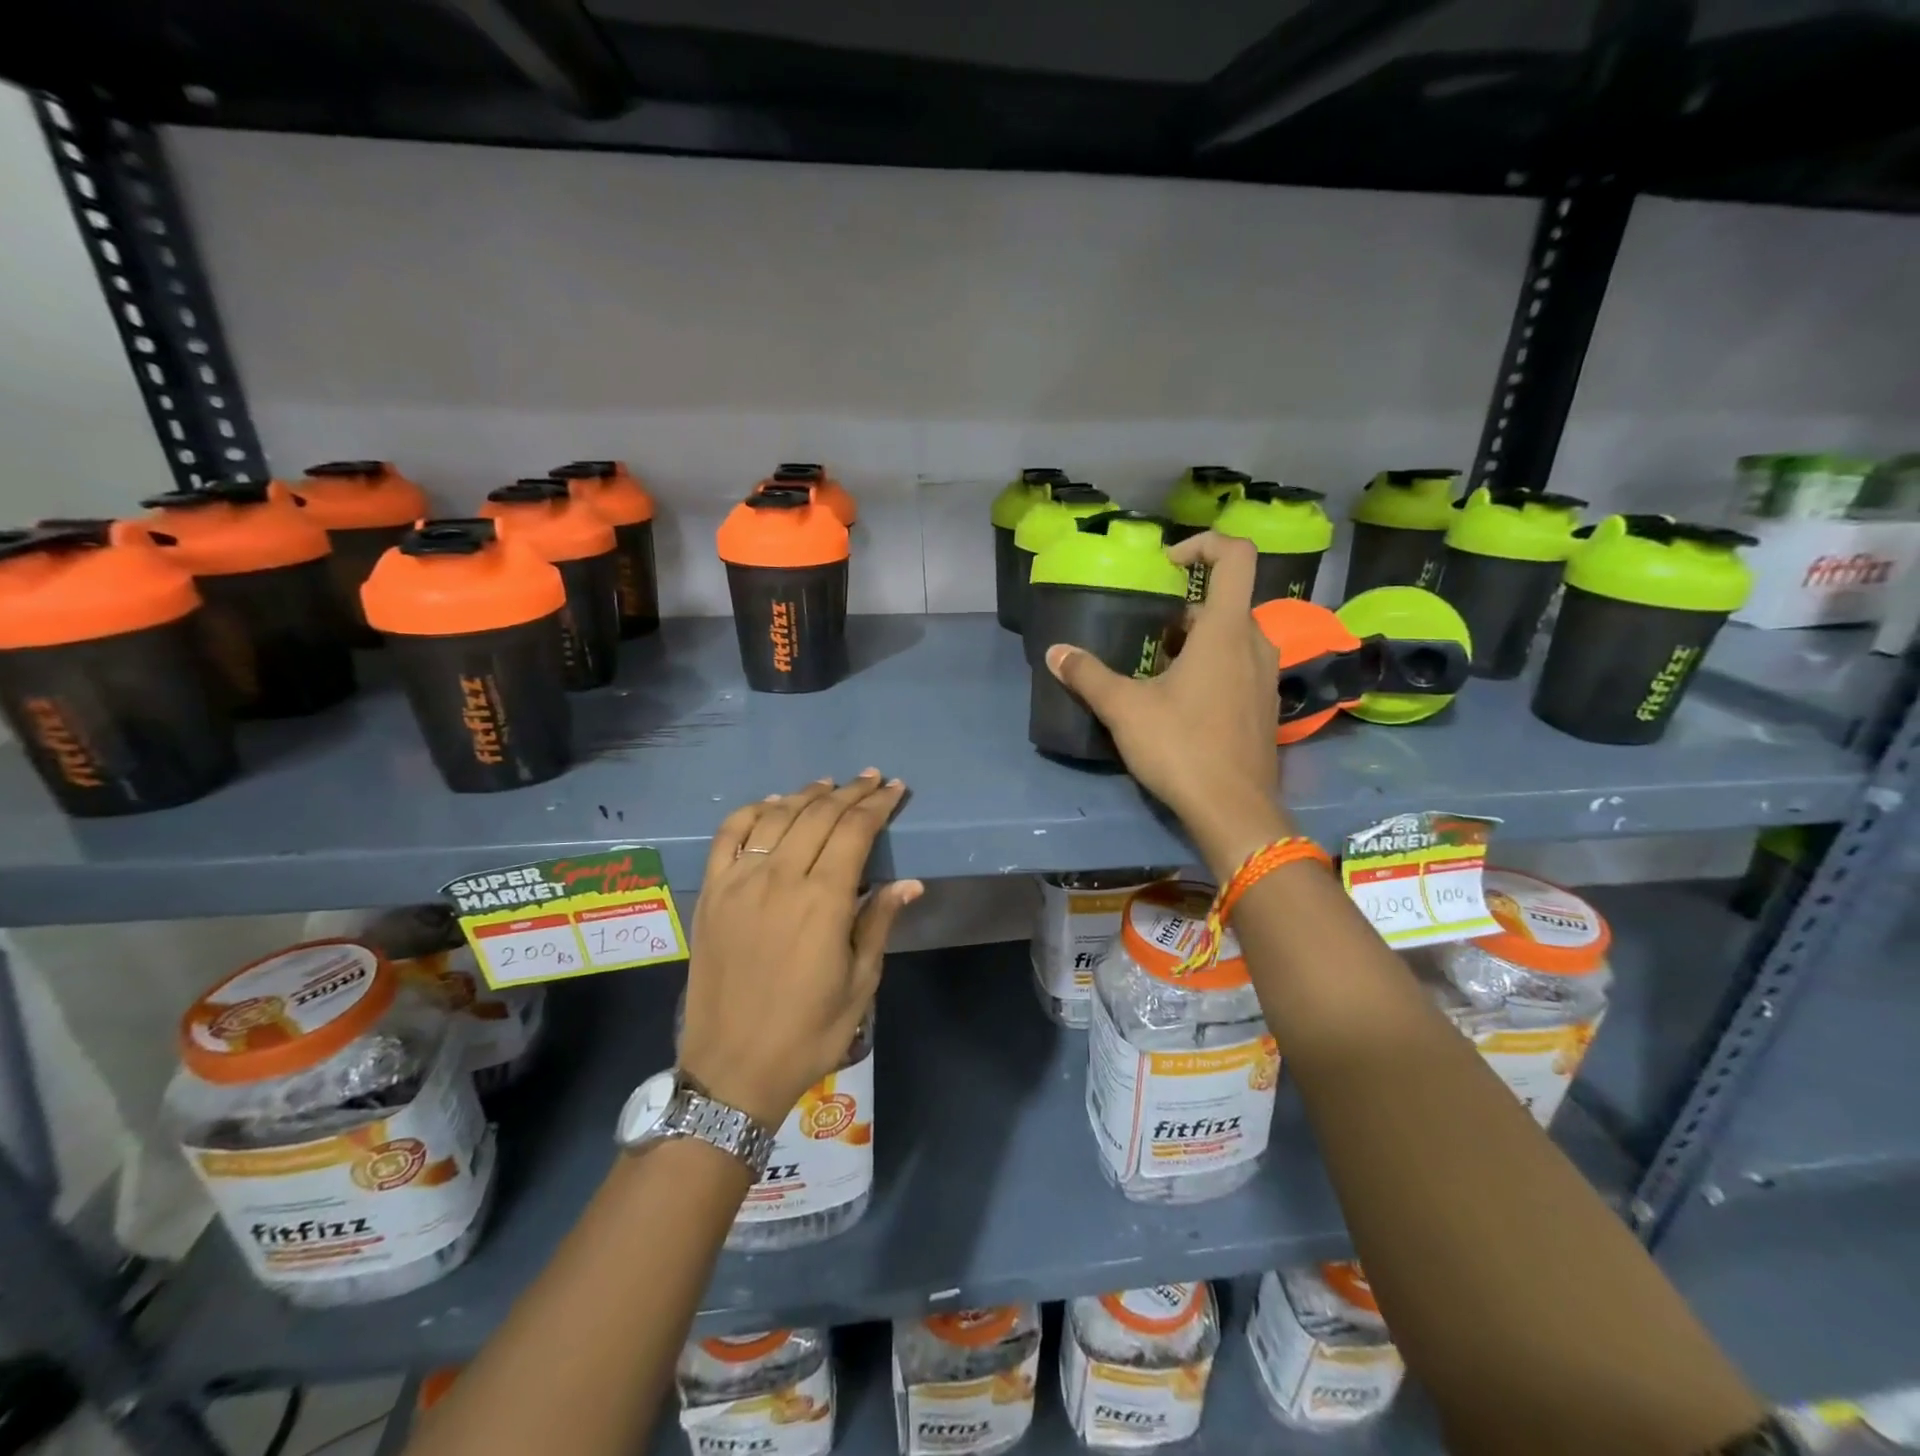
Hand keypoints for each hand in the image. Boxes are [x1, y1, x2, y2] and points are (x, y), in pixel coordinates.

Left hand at [680, 772, 921, 1127]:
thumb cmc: (808, 1032)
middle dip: (850, 792)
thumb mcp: (860, 983)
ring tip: (828, 784)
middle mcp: (780, 879)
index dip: (878, 805)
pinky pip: (728, 836)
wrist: (732, 1070)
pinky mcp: (711, 893)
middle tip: (872, 779)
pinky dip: (752, 812)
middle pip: (818, 815)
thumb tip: (908, 882)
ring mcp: (739, 882)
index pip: (855, 831)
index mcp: (823, 900)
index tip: (895, 790)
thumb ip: (878, 922)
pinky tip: (770, 805)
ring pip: (776, 817)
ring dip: (806, 794)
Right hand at [1045, 532, 1293, 878]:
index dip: (1203, 545)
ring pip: (1230, 639)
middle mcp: (1255, 644)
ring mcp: (1265, 678)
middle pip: (1223, 604)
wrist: (1234, 811)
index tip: (1167, 565)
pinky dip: (1210, 669)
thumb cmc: (1182, 748)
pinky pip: (1238, 668)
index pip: (1236, 556)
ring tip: (1154, 672)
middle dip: (1182, 612)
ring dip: (1194, 643)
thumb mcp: (1125, 709)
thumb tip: (1055, 653)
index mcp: (1226, 630)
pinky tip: (1178, 705)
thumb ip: (1088, 675)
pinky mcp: (1265, 708)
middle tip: (1144, 637)